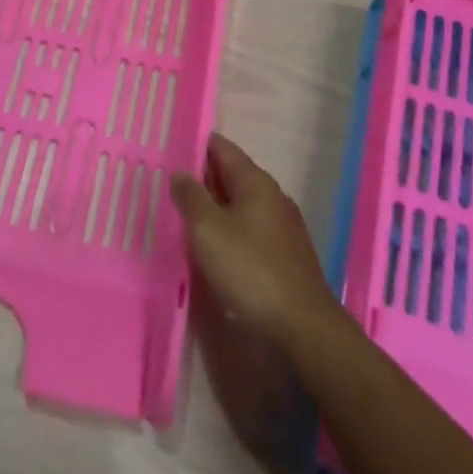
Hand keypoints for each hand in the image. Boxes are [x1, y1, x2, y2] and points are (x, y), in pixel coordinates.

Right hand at [171, 133, 339, 348]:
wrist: (303, 327)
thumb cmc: (251, 269)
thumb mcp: (208, 230)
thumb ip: (191, 197)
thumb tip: (180, 174)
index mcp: (255, 181)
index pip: (222, 148)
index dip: (195, 145)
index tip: (170, 150)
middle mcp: (272, 196)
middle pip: (232, 175)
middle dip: (202, 178)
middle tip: (169, 185)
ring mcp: (282, 226)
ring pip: (241, 205)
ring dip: (215, 208)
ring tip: (185, 217)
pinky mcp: (285, 255)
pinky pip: (250, 230)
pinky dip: (230, 230)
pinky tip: (214, 248)